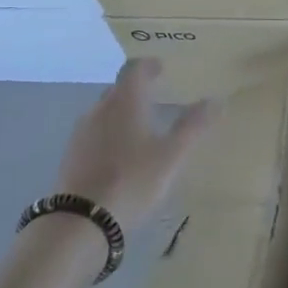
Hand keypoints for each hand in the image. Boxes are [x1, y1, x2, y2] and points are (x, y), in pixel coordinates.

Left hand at [54, 60, 216, 231]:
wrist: (81, 221)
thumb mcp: (171, 156)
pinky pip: (94, 133)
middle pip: (118, 88)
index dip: (149, 66)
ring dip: (122, 111)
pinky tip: (119, 153)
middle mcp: (100, 108)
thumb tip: (216, 99)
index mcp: (125, 101)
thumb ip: (192, 126)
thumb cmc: (132, 180)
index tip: (161, 68)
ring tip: (140, 126)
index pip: (135, 69)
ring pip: (104, 111)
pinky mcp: (71, 155)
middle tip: (156, 95)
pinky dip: (109, 133)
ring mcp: (82, 132)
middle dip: (136, 88)